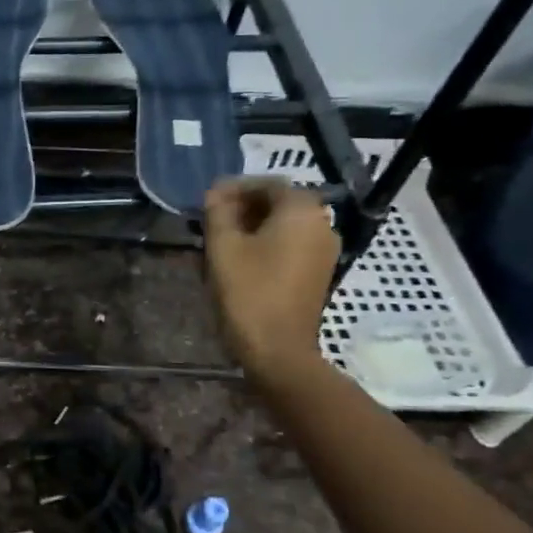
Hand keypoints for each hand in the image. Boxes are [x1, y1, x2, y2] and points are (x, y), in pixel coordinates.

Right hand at [203, 178, 338, 378]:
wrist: (278, 348)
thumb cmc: (248, 291)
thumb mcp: (223, 245)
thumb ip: (218, 211)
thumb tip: (216, 192)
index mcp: (301, 211)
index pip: (268, 183)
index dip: (236, 188)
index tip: (208, 201)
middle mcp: (321, 223)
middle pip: (280, 202)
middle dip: (245, 206)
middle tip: (212, 219)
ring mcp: (324, 250)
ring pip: (286, 224)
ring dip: (254, 225)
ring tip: (222, 239)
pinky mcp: (319, 271)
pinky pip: (292, 244)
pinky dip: (268, 242)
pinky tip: (242, 257)